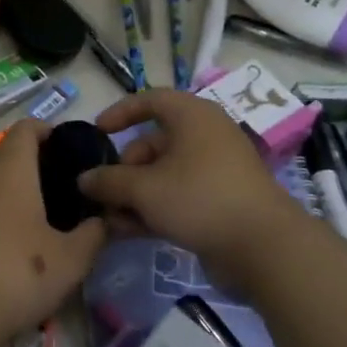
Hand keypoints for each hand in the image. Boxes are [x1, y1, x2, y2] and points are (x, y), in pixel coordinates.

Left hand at [0, 119, 106, 346]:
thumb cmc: (20, 274)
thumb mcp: (72, 259)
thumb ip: (93, 234)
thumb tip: (102, 220)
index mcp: (10, 171)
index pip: (24, 130)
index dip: (44, 129)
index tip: (63, 144)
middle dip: (18, 156)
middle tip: (45, 180)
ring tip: (25, 214)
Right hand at [78, 89, 300, 286]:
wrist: (263, 247)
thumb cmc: (199, 198)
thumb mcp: (145, 188)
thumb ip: (109, 181)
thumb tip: (84, 180)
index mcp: (192, 116)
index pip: (151, 100)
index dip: (121, 113)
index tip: (97, 133)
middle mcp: (205, 137)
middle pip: (153, 144)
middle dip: (123, 169)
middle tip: (102, 193)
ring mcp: (214, 171)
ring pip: (164, 175)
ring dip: (133, 195)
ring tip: (109, 220)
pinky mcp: (219, 202)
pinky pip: (178, 197)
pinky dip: (154, 209)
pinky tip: (129, 232)